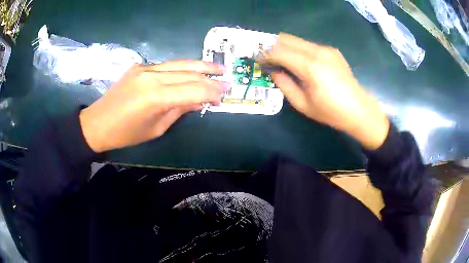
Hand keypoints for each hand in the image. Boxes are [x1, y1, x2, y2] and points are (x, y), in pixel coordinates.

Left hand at [79, 60, 227, 152]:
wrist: (98, 123)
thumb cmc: (126, 134)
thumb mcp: (156, 128)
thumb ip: (179, 109)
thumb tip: (199, 100)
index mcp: (155, 97)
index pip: (193, 89)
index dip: (211, 92)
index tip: (224, 96)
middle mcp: (152, 76)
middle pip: (188, 73)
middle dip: (210, 77)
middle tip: (226, 80)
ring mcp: (145, 68)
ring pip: (179, 63)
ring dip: (200, 66)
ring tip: (217, 68)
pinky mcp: (140, 66)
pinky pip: (166, 65)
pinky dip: (182, 68)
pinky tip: (191, 71)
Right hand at [267, 33, 388, 149]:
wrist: (359, 110)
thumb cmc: (331, 112)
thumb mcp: (303, 104)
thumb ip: (284, 85)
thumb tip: (273, 71)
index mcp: (309, 67)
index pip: (278, 52)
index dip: (264, 55)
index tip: (257, 61)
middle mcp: (317, 52)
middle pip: (286, 39)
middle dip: (272, 47)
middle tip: (267, 59)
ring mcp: (326, 49)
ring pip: (296, 40)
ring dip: (285, 47)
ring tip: (281, 61)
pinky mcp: (332, 50)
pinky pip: (308, 45)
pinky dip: (298, 50)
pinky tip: (300, 63)